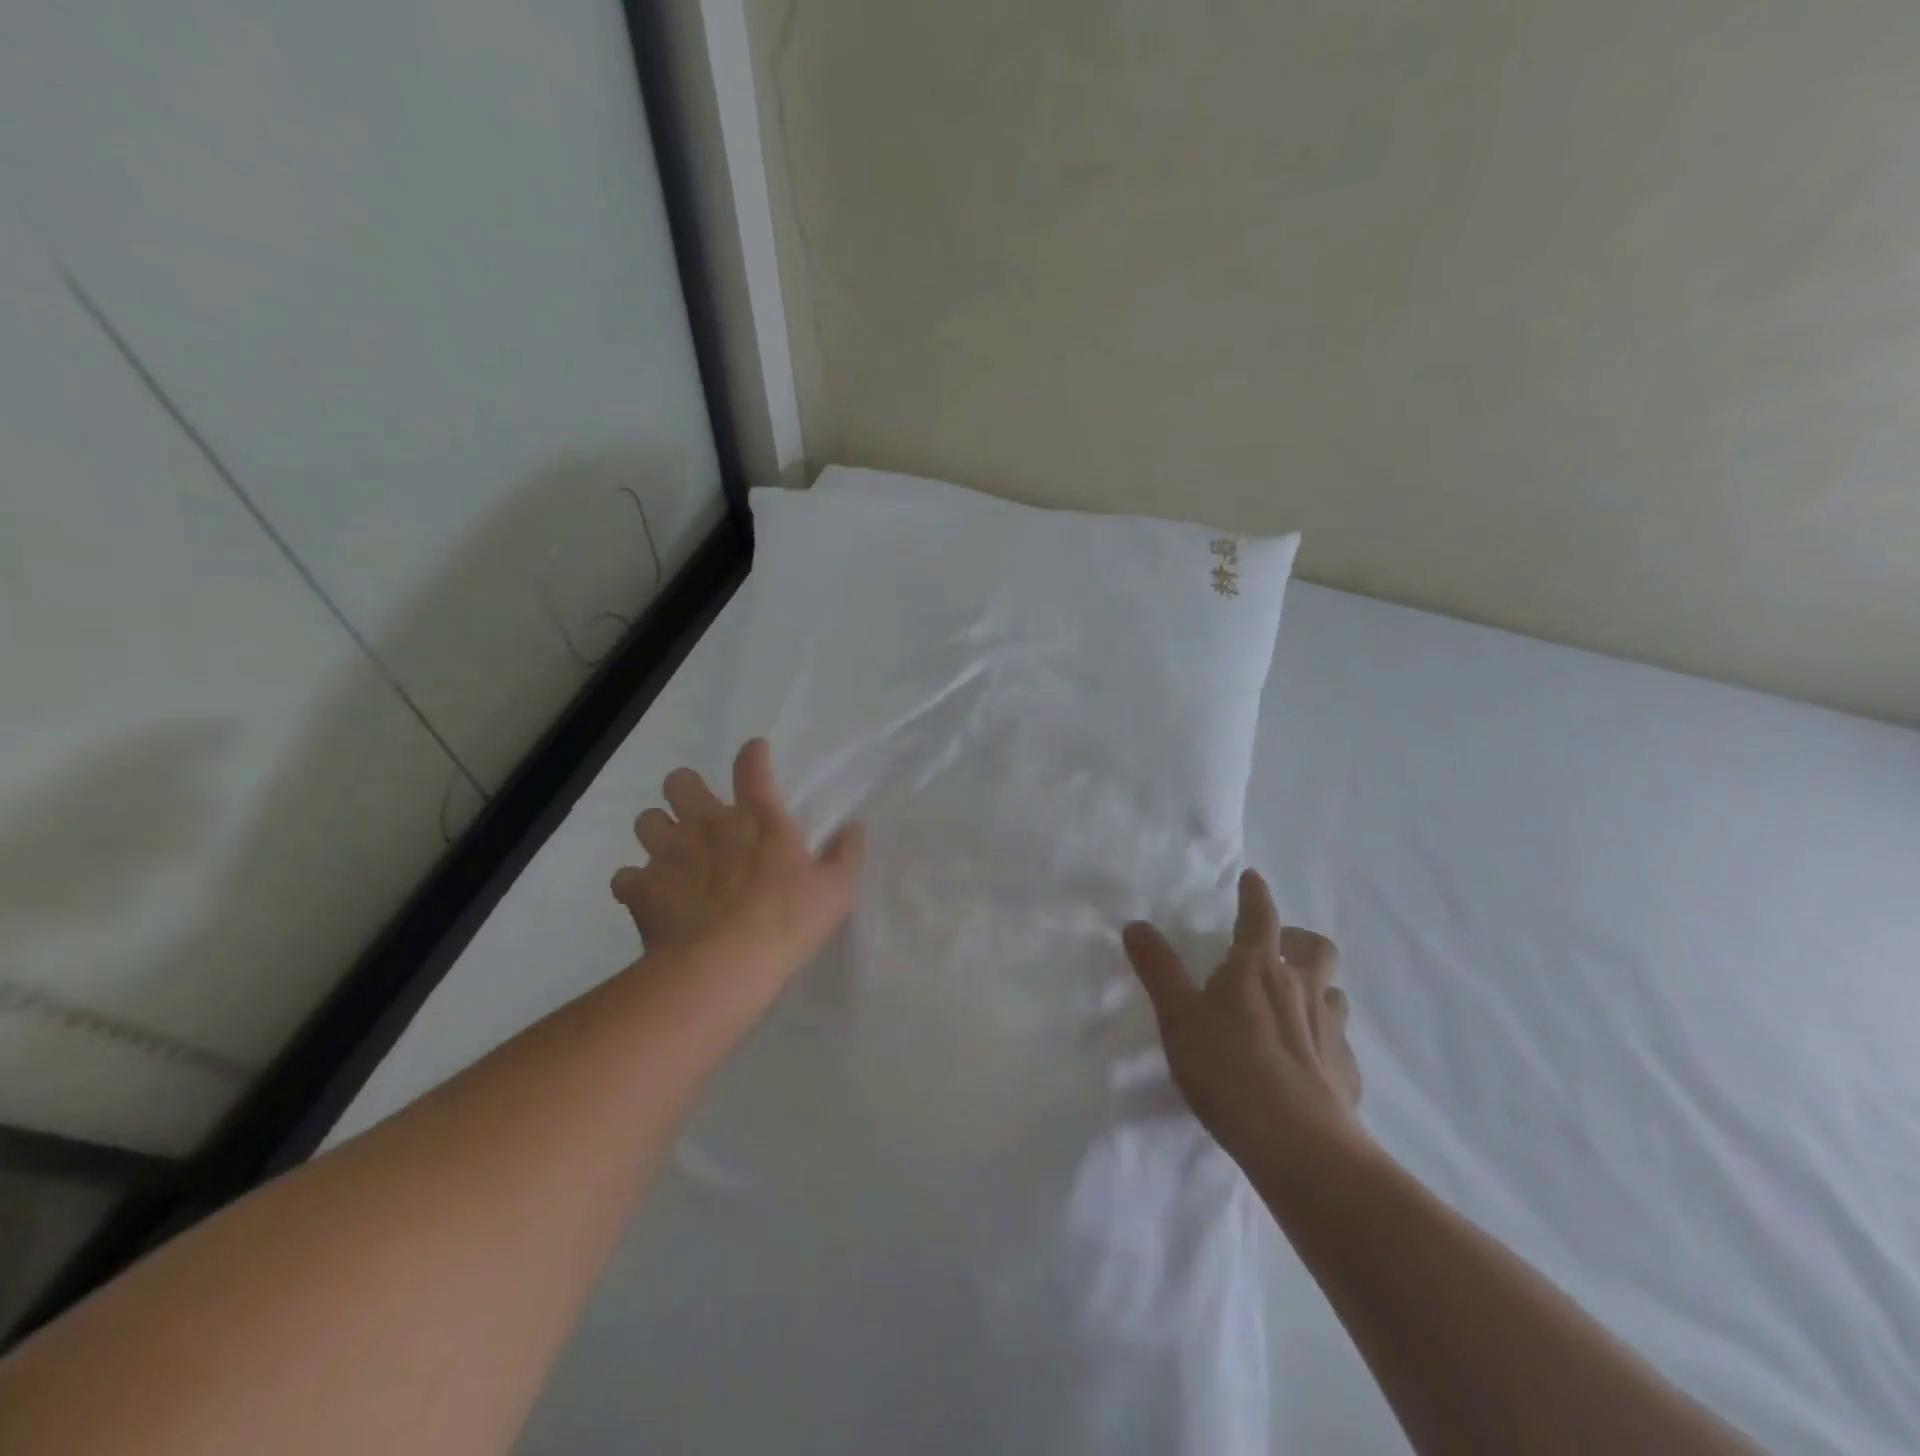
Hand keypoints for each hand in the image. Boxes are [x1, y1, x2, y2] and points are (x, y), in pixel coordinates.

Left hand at [611, 739, 864, 993]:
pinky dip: (635, 883)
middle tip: (699, 812)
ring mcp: (668, 854)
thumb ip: (846, 854)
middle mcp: (708, 824)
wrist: (724, 966)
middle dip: (686, 789)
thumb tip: (855, 826)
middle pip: (680, 782)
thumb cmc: (787, 921)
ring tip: (672, 852)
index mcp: (757, 819)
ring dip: (658, 831)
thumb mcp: (836, 890)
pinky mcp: (640, 889)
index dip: (752, 754)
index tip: (755, 752)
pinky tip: (648, 896)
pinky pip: (624, 876)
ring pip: (646, 820)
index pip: (751, 766)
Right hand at [1123, 869, 1363, 1175]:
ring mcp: (1330, 1029)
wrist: (1298, 1144)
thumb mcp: (1177, 1016)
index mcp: (1258, 968)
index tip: (1252, 878)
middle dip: (1298, 939)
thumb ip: (1157, 968)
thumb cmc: (1227, 1068)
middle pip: (1316, 947)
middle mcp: (1301, 988)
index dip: (1255, 894)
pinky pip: (1339, 1040)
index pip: (1259, 916)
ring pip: (1333, 991)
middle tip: (1277, 949)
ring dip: (1315, 987)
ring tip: (1292, 1005)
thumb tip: (1136, 924)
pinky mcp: (1347, 1070)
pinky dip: (1323, 1038)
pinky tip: (1306, 1061)